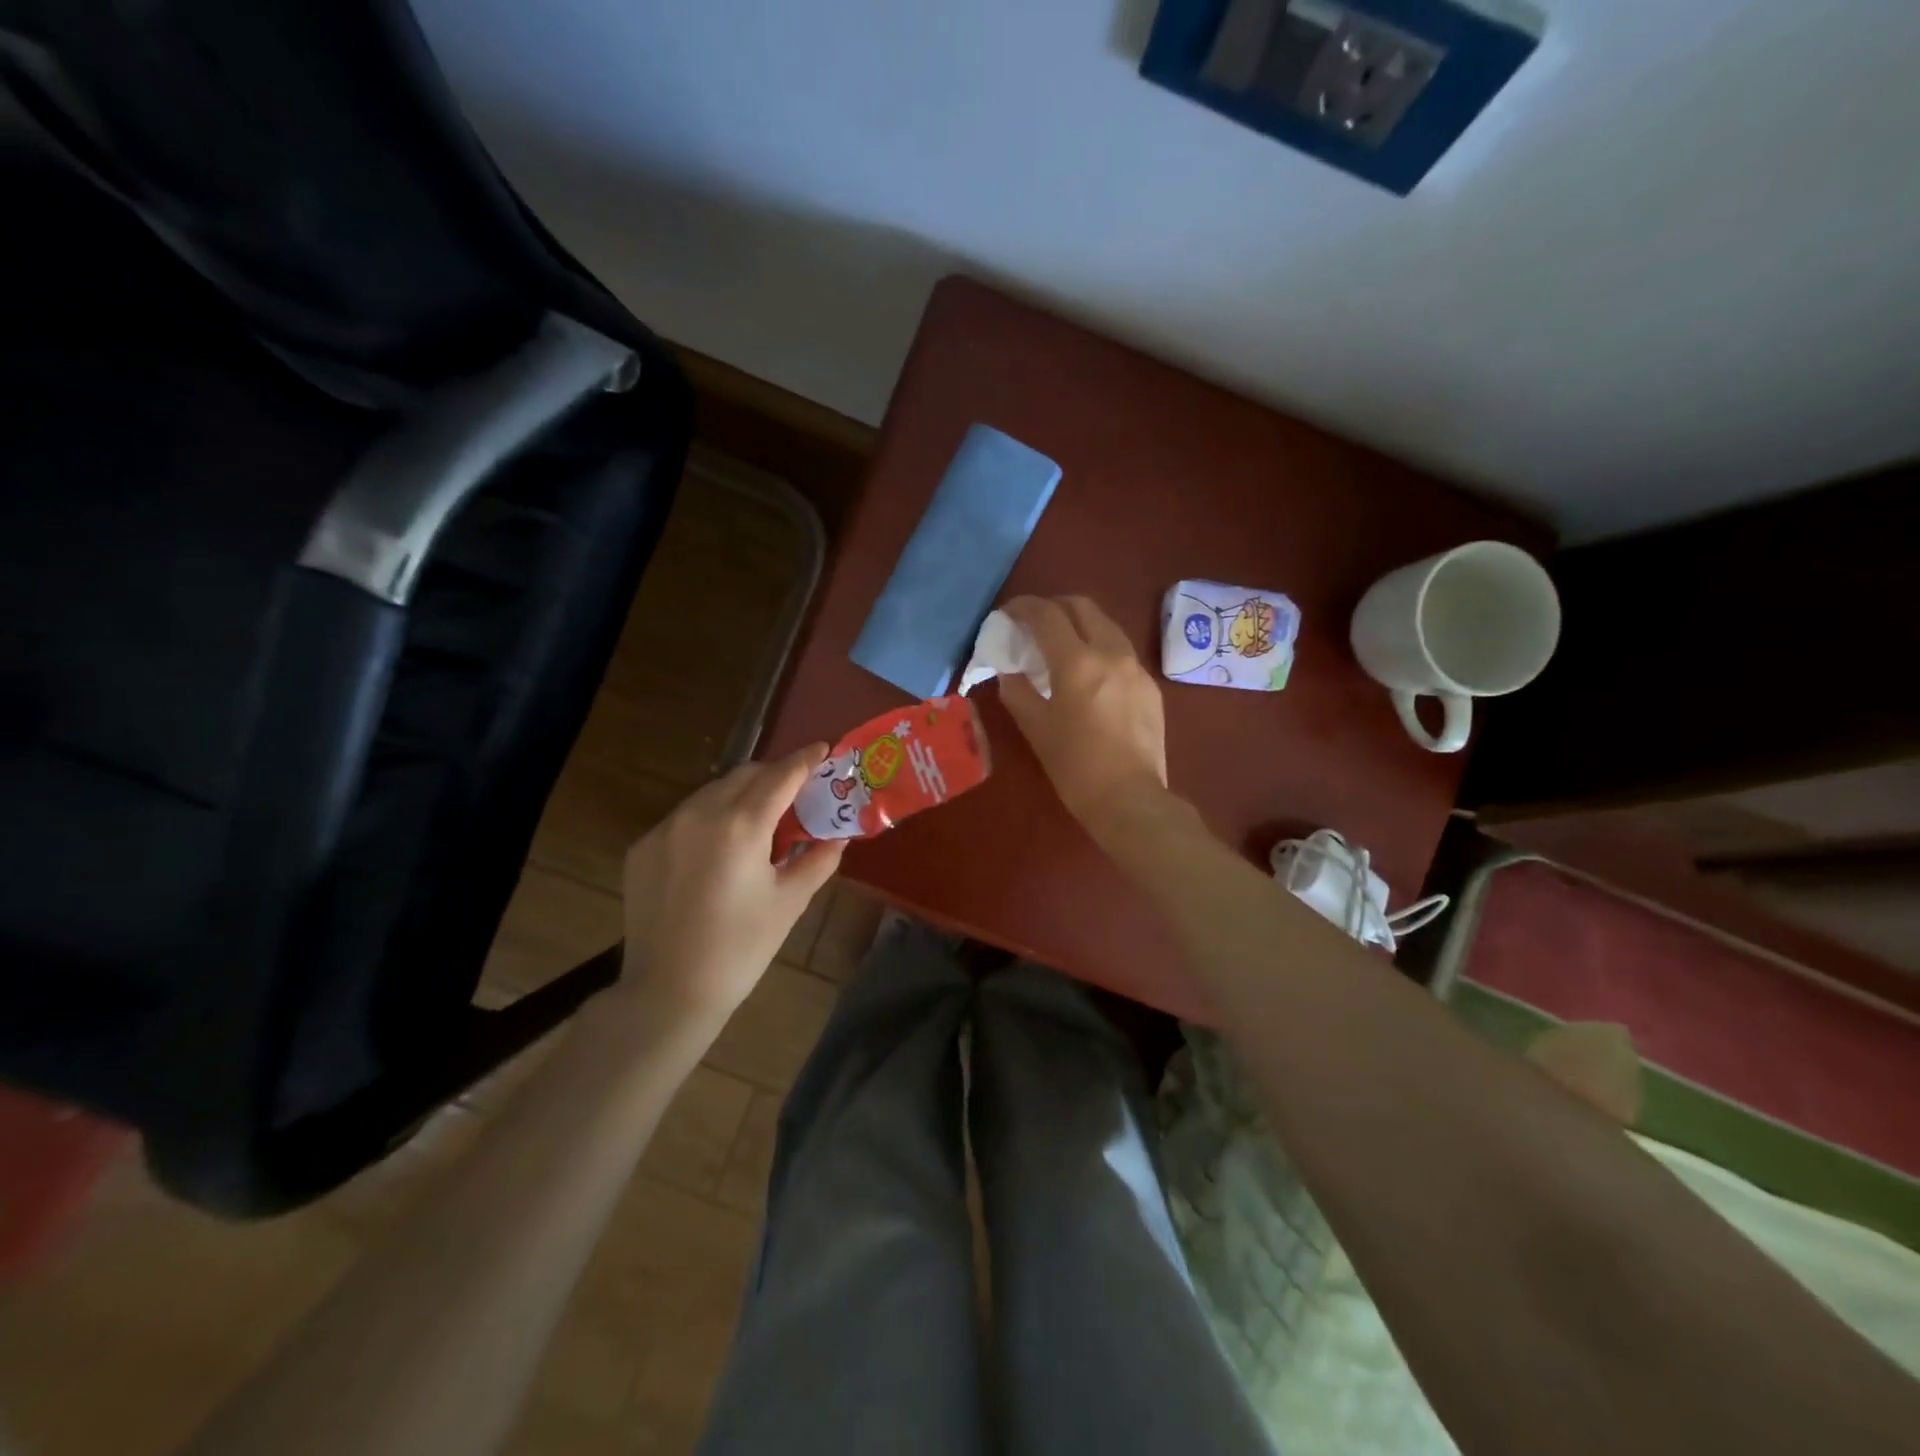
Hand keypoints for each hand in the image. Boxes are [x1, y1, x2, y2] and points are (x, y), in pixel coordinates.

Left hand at [618, 744, 844, 1030]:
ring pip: (712, 793)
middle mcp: (699, 814)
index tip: (823, 749)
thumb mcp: (789, 903)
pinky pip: (685, 817)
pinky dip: (710, 818)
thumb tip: (838, 838)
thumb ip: (818, 861)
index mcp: (740, 825)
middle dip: (774, 775)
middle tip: (798, 789)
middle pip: (745, 775)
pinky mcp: (643, 847)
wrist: (668, 992)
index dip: (804, 760)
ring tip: (761, 818)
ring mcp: (665, 829)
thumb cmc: (741, 948)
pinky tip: (721, 848)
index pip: (780, 776)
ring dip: (741, 794)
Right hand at [998, 595, 1167, 836]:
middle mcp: (1111, 653)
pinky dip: (1100, 648)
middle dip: (1054, 607)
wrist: (1130, 800)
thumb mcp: (1035, 729)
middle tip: (1034, 624)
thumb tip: (1010, 670)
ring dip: (1080, 624)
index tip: (1008, 614)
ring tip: (1061, 646)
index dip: (1023, 607)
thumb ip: (1017, 690)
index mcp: (1078, 662)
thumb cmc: (1075, 767)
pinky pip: (1121, 652)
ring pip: (1106, 625)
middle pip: (1082, 607)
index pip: (1047, 615)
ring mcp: (1136, 668)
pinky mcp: (1150, 686)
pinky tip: (1089, 675)